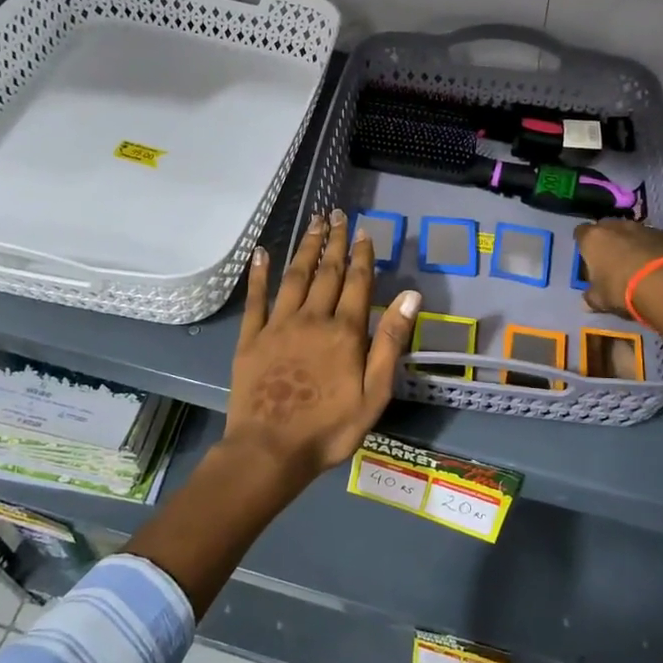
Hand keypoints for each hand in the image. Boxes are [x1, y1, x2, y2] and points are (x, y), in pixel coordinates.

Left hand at [227, 210, 421, 480]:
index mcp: (345, 332)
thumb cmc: (330, 427)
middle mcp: (312, 318)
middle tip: (337, 213)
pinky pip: (257, 299)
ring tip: (312, 222)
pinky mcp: (251, 338)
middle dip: (333, 241)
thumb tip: (411, 296)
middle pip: (326, 271)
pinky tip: (262, 253)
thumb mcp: (375, 392)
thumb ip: (390, 342)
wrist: (270, 449)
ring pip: (294, 277)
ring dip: (305, 247)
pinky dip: (259, 274)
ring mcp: (278, 326)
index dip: (361, 255)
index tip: (363, 230)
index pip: (357, 282)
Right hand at [572, 219, 662, 362]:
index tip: (587, 258)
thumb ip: (591, 297)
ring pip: (631, 233)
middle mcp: (617, 226)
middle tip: (610, 262)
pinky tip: (656, 268)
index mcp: (594, 238)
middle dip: (607, 242)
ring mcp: (644, 228)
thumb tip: (586, 302)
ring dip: (631, 244)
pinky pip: (653, 241)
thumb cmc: (622, 288)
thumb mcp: (600, 299)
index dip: (583, 245)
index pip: (580, 233)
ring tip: (636, 266)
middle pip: (606, 229)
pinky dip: (652, 250)